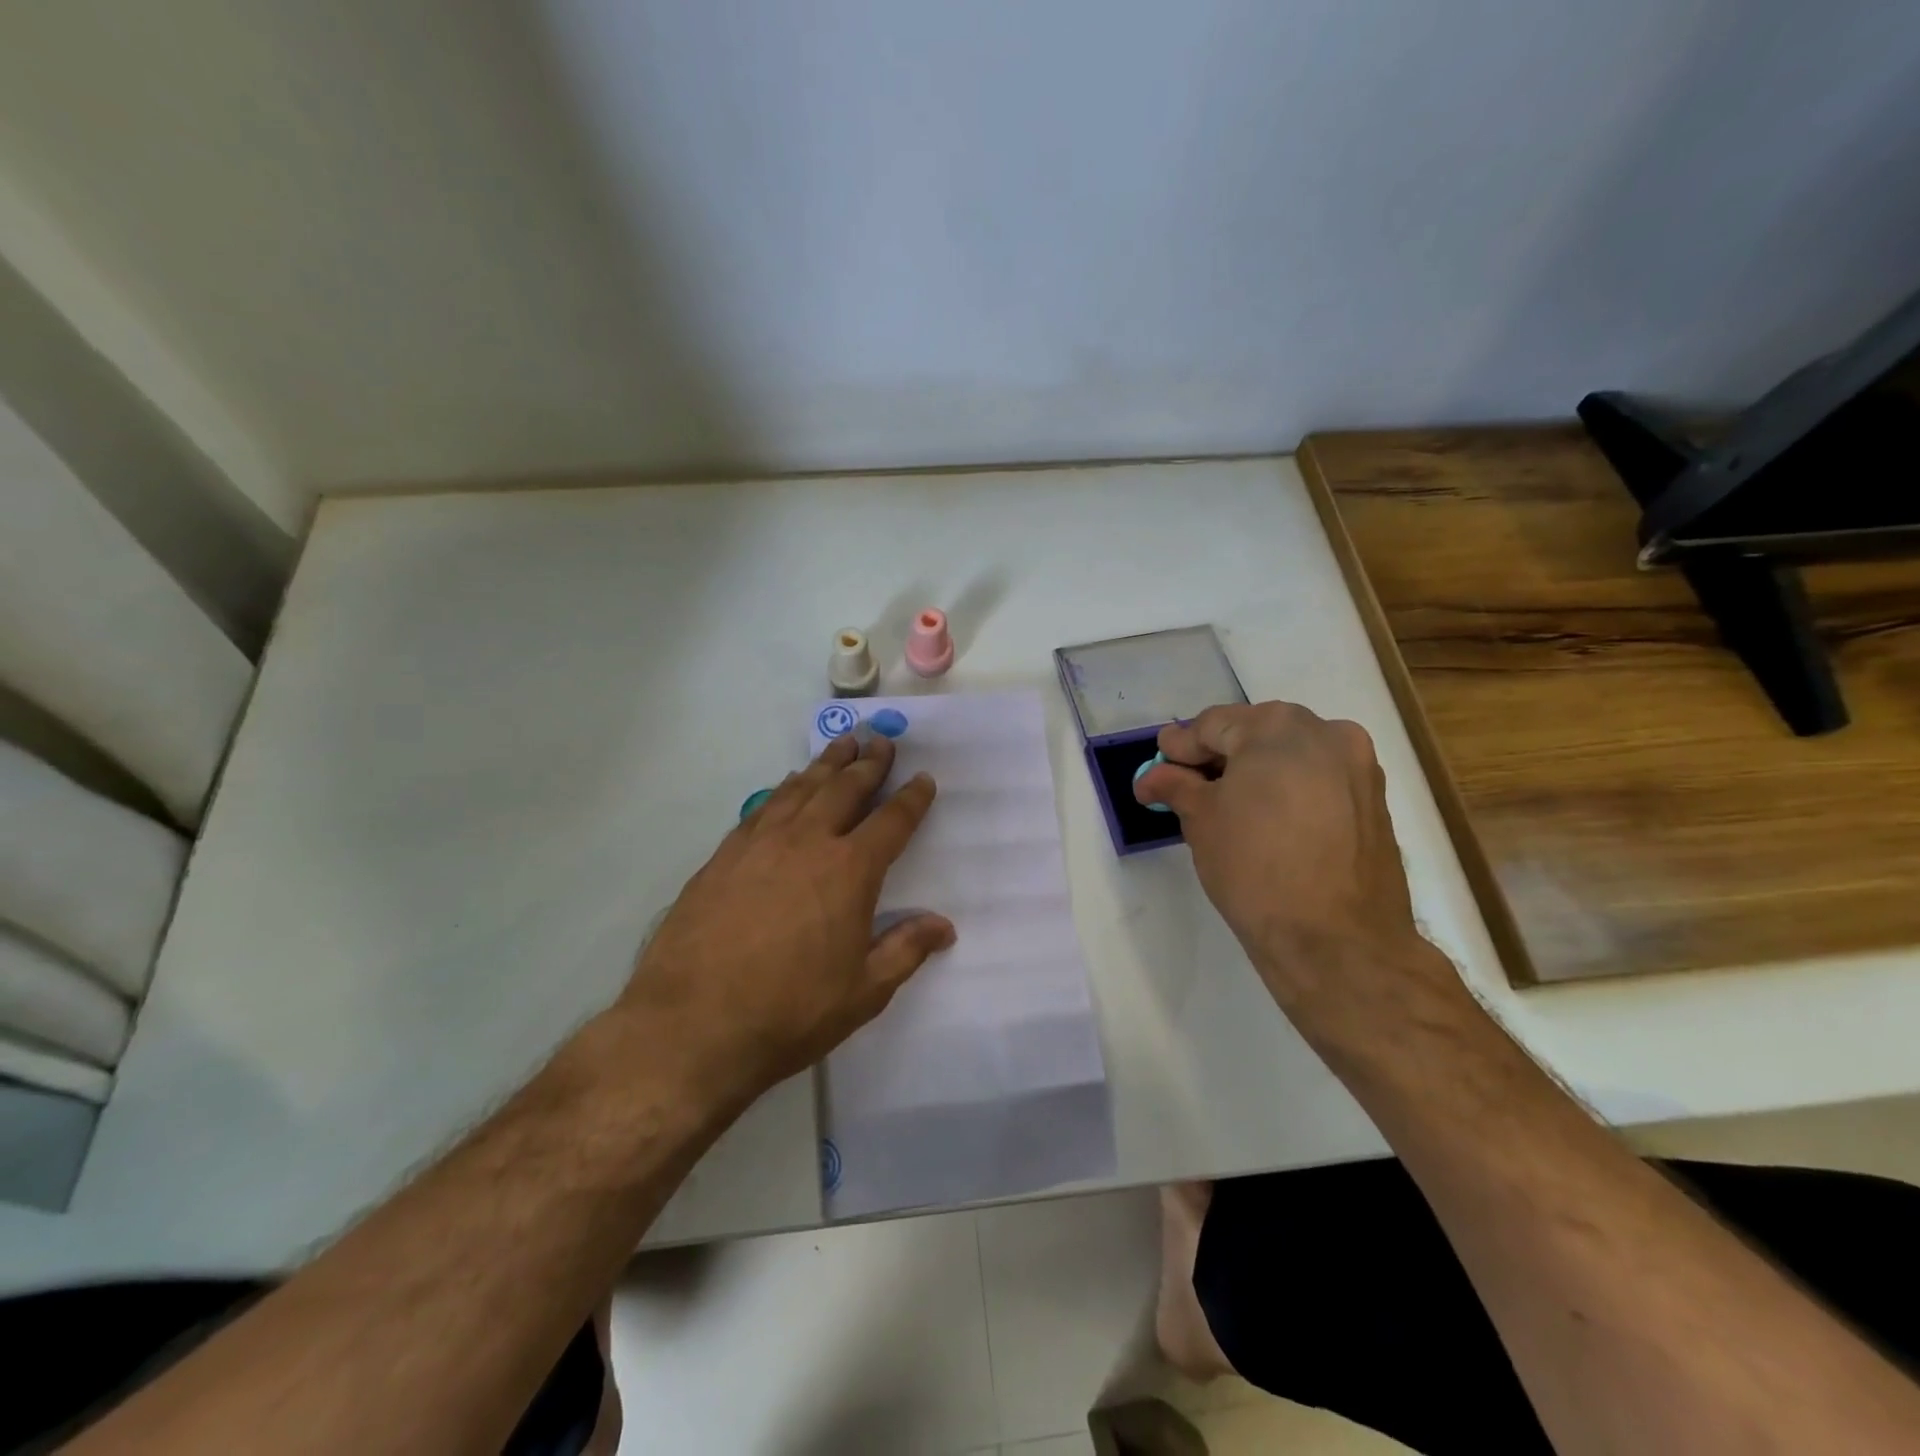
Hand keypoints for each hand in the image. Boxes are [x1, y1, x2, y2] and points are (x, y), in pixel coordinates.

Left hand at [619, 733, 953, 1107]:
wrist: (691, 1025)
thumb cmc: (790, 1012)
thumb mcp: (863, 992)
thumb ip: (906, 950)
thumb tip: (944, 926)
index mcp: (850, 871)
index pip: (891, 821)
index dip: (911, 798)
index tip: (923, 778)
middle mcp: (808, 842)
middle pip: (845, 789)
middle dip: (869, 763)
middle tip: (882, 740)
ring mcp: (761, 844)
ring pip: (802, 788)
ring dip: (827, 763)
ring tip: (843, 744)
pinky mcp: (724, 855)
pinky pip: (763, 806)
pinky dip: (784, 788)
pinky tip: (788, 784)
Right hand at [1134, 701, 1455, 1034]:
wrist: (1337, 941)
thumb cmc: (1255, 868)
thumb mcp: (1201, 821)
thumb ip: (1175, 786)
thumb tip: (1152, 776)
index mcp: (1278, 727)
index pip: (1213, 725)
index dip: (1180, 748)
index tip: (1159, 767)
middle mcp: (1327, 732)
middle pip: (1256, 734)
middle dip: (1220, 758)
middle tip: (1188, 787)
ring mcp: (1359, 767)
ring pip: (1291, 756)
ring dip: (1256, 773)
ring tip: (1228, 808)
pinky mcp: (1375, 802)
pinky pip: (1319, 781)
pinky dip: (1289, 791)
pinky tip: (1268, 823)